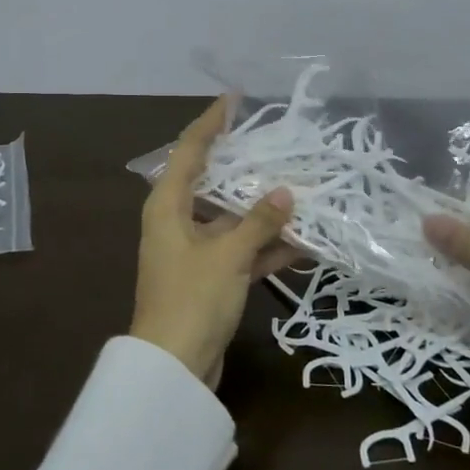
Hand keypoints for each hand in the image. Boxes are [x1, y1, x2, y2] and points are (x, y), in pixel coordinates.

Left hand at [131, 97, 297, 387]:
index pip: (190, 150)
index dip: (210, 122)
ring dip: (262, 212)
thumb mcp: (228, 255)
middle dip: (245, 167)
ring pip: (231, 219)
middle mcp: (176, 221)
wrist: (173, 370)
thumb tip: (284, 193)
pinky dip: (264, 247)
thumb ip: (258, 222)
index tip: (233, 99)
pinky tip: (302, 243)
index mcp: (168, 206)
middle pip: (213, 182)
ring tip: (301, 191)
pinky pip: (239, 252)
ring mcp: (192, 251)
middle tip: (277, 144)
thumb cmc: (193, 299)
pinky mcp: (209, 278)